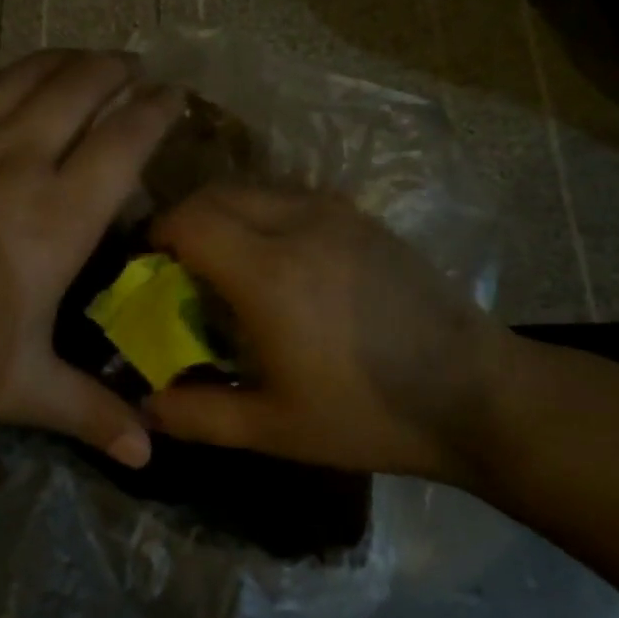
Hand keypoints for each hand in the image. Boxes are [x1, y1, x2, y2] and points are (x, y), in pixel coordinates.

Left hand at [0, 51, 180, 464]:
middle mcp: (16, 160)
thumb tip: (148, 454)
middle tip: (131, 64)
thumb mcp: (16, 390)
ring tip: (80, 60)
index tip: (174, 95)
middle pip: (79, 88)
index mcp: (57, 217)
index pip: (125, 141)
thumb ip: (89, 412)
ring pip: (22, 75)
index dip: (156, 110)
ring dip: (60, 60)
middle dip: (114, 68)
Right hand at [145, 186, 508, 481]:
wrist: (473, 393)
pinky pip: (293, 196)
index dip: (158, 235)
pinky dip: (265, 213)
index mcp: (269, 273)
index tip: (148, 266)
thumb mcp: (274, 429)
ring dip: (227, 213)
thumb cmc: (367, 414)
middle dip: (186, 220)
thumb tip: (145, 407)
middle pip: (218, 193)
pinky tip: (279, 259)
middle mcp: (299, 225)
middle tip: (180, 266)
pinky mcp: (364, 219)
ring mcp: (338, 215)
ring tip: (227, 261)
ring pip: (257, 188)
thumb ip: (199, 416)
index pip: (190, 220)